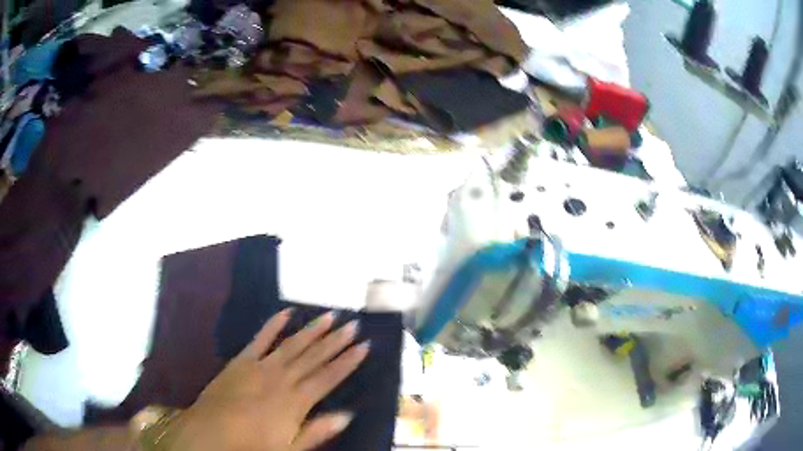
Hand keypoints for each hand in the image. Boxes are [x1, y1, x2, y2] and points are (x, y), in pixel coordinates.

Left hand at [169, 309, 368, 450]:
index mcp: (296, 401)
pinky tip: (286, 313)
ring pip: (292, 344)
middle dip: (336, 341)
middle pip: (314, 357)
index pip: (328, 377)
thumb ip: (317, 431)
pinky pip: (260, 338)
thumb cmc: (251, 445)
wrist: (210, 433)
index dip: (348, 361)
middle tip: (354, 323)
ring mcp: (260, 366)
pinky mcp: (242, 360)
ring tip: (330, 315)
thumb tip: (347, 414)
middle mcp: (282, 378)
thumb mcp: (289, 448)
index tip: (364, 346)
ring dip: (312, 330)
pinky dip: (273, 325)